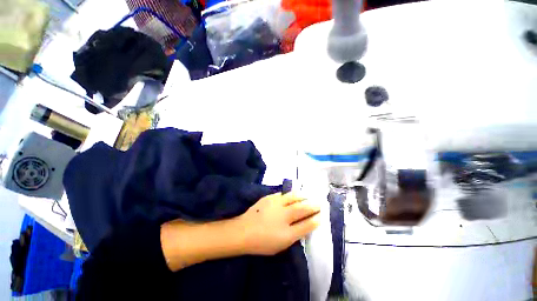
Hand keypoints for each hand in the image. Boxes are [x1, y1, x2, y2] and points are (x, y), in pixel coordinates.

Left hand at [237, 193, 320, 255]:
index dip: (316, 219)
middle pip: (302, 208)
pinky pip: (284, 194)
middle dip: (313, 205)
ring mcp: (275, 204)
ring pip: (294, 197)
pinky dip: (291, 194)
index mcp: (286, 233)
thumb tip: (306, 225)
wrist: (243, 231)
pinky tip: (294, 195)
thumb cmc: (262, 242)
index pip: (307, 225)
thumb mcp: (281, 245)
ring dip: (303, 196)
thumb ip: (295, 235)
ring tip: (308, 196)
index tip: (322, 215)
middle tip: (320, 203)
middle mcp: (283, 216)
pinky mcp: (269, 197)